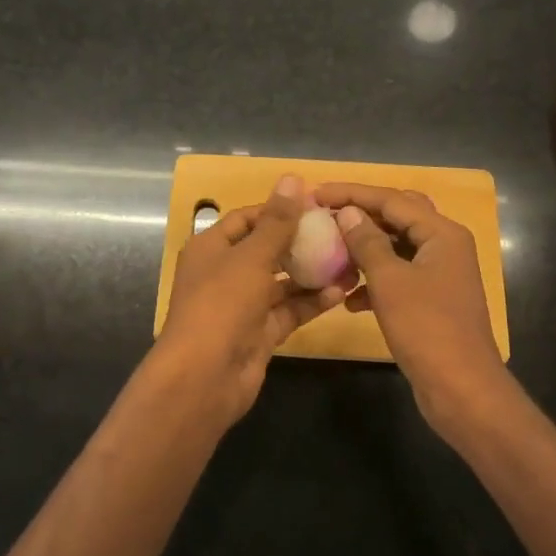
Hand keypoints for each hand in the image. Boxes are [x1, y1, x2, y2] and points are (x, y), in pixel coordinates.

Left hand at [155, 174, 346, 427]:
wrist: (204, 377)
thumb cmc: (221, 305)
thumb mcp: (251, 257)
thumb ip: (277, 221)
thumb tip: (292, 178)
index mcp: (212, 248)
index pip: (248, 218)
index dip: (279, 210)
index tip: (317, 206)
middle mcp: (225, 273)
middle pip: (267, 249)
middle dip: (302, 242)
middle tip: (341, 233)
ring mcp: (242, 305)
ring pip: (282, 282)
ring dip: (312, 273)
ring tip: (351, 261)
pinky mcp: (259, 332)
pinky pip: (289, 310)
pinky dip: (311, 302)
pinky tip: (341, 291)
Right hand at [312, 182, 507, 430]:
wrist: (461, 389)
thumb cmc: (426, 328)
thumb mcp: (390, 281)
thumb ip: (367, 242)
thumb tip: (348, 212)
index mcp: (442, 233)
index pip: (392, 199)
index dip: (352, 193)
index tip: (316, 193)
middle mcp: (445, 246)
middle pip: (398, 217)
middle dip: (361, 216)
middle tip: (325, 216)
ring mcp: (440, 274)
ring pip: (396, 248)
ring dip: (365, 250)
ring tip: (331, 256)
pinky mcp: (432, 300)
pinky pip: (398, 277)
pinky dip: (374, 282)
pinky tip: (348, 300)